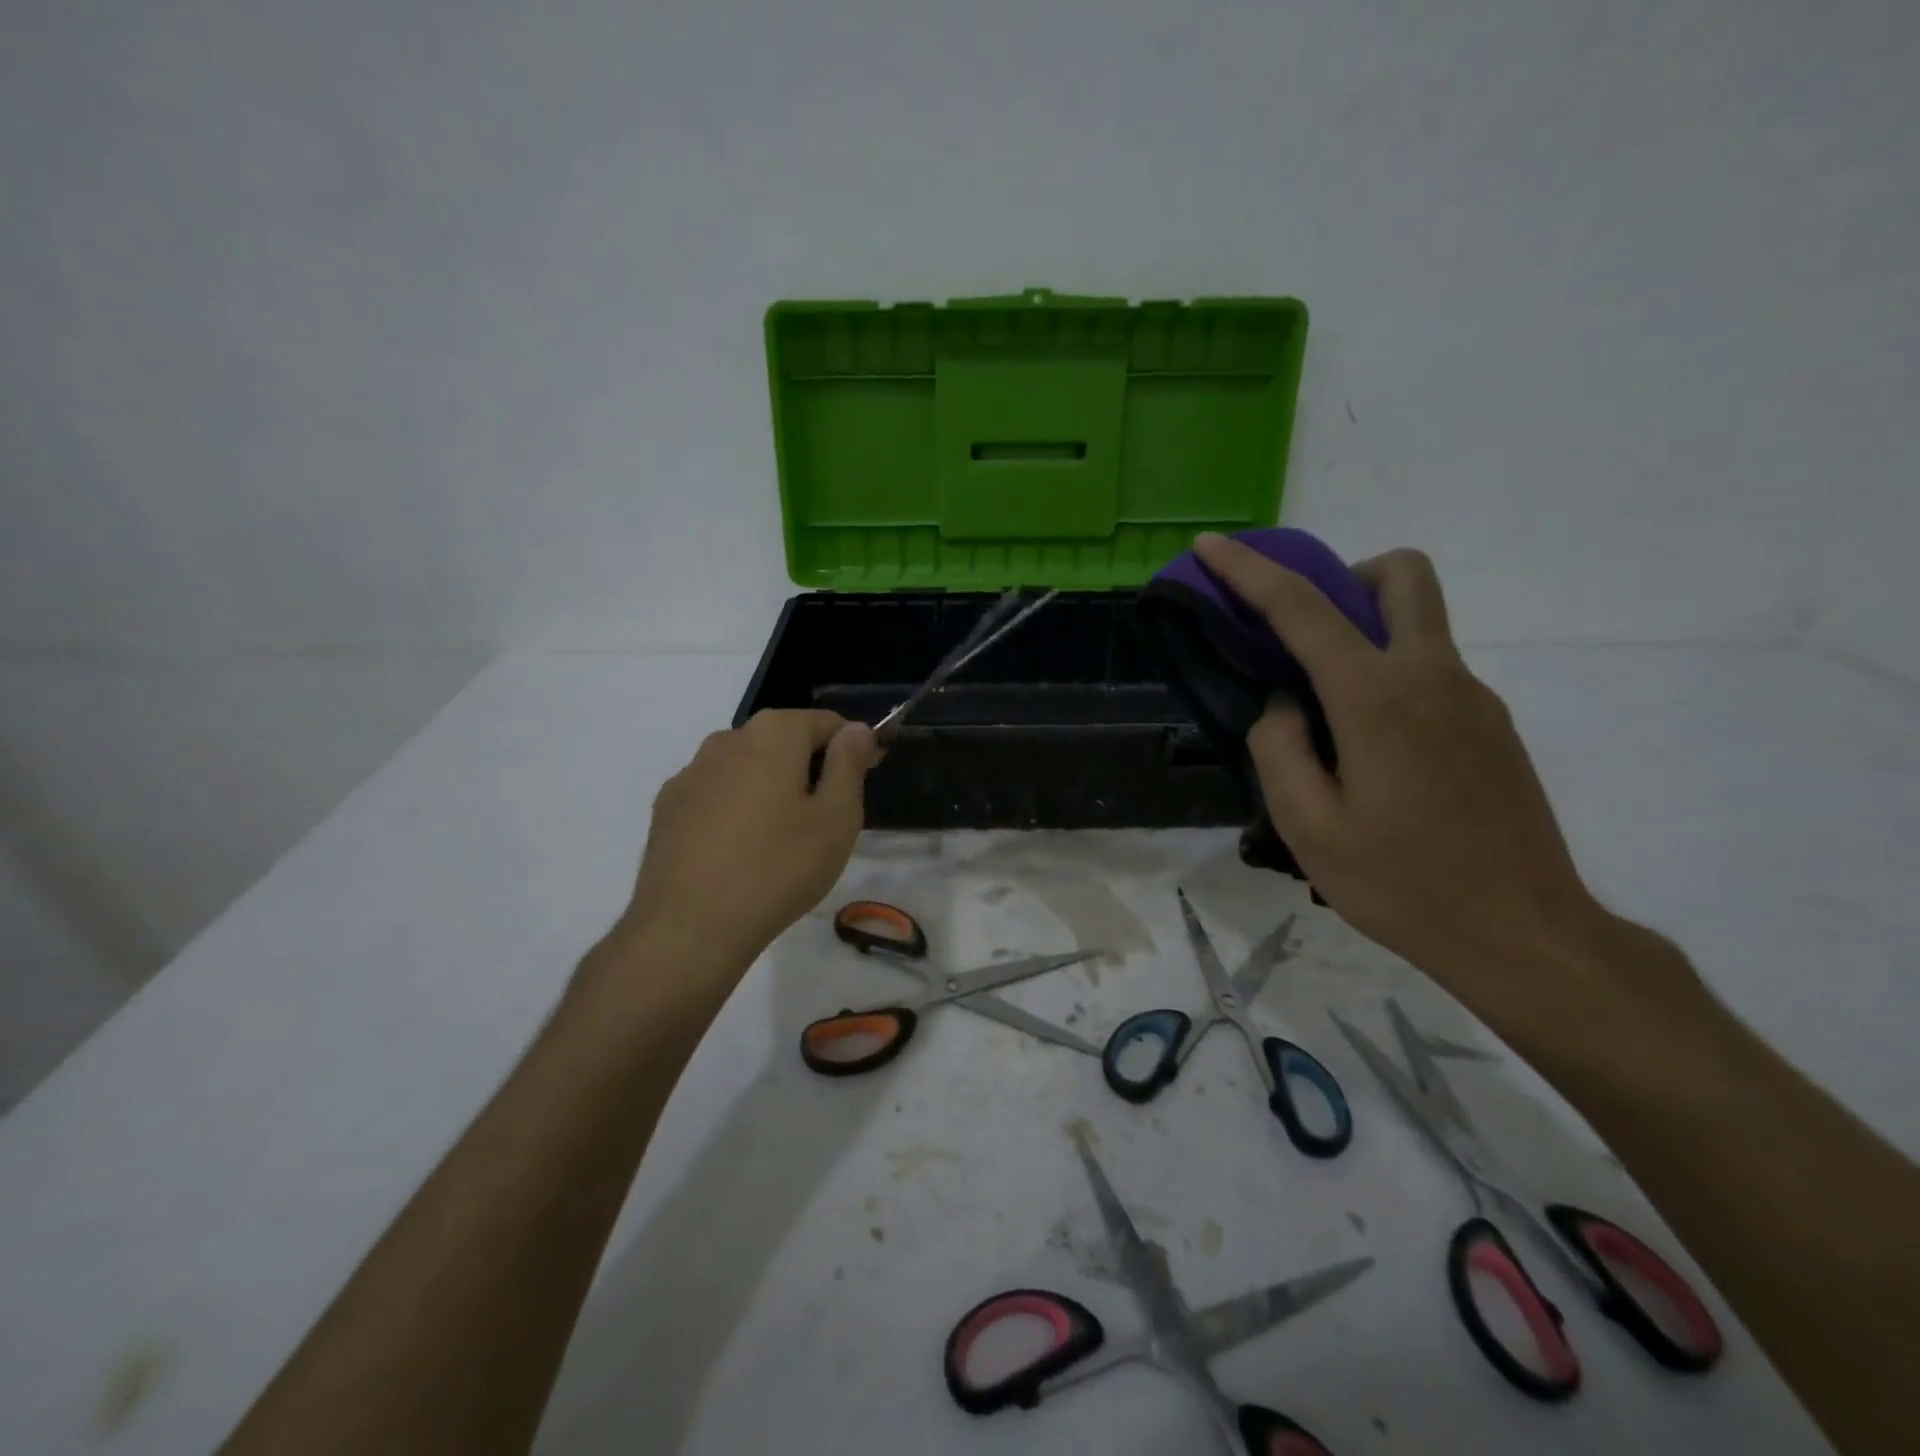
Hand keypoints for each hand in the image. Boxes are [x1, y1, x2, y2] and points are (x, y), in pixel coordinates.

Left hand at [614, 709, 879, 983]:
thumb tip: (856, 729)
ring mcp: (691, 773)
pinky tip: (741, 851)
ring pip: (747, 768)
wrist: (689, 928)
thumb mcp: (837, 817)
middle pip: (783, 741)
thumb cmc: (779, 868)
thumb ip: (849, 763)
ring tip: (783, 839)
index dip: (853, 746)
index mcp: (773, 734)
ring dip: (771, 787)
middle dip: (810, 767)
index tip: (868, 776)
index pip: (826, 723)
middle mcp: (726, 739)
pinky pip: (717, 794)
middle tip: (828, 817)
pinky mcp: (667, 807)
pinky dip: (736, 809)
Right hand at [1193, 534, 1609, 1010]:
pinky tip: (1372, 755)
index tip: (1211, 544)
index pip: (1301, 608)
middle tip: (1303, 632)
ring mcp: (1472, 698)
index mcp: (1376, 697)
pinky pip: (1430, 672)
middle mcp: (1432, 677)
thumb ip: (1280, 748)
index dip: (1248, 570)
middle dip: (1344, 576)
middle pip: (1400, 576)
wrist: (1525, 935)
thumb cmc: (1402, 883)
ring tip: (1327, 715)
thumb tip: (1286, 704)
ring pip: (1419, 622)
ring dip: (1365, 632)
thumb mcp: (1307, 825)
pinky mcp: (1492, 725)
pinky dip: (1388, 678)